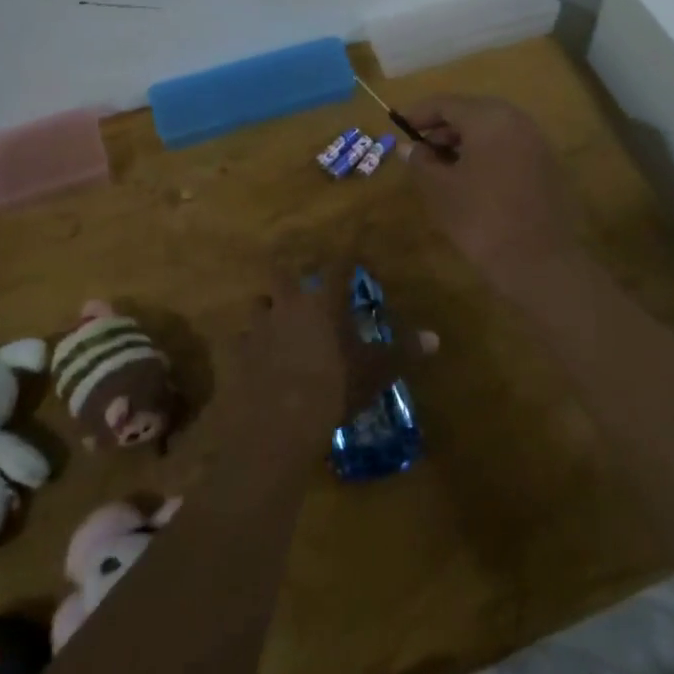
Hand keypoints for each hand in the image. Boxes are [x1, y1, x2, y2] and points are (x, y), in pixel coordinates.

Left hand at [236, 270, 434, 425]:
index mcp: (323, 302)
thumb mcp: (376, 371)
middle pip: (282, 274)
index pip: (337, 267)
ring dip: (266, 309)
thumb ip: (403, 352)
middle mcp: (288, 305)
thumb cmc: (335, 387)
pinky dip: (249, 346)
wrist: (279, 421)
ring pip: (257, 304)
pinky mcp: (238, 354)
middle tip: (299, 288)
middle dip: (289, 277)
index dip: (345, 258)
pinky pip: (241, 341)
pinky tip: (255, 358)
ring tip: (275, 321)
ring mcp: (259, 328)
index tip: (351, 253)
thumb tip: (434, 338)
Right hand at [400, 95, 580, 280]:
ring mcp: (536, 141)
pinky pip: (508, 145)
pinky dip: (485, 152)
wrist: (539, 262)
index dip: (418, 113)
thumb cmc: (482, 219)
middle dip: (442, 127)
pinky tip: (469, 177)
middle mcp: (516, 120)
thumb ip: (421, 161)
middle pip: (471, 112)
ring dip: (463, 141)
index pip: (446, 103)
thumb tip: (407, 147)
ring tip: (440, 165)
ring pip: (491, 129)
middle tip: (418, 147)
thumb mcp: (441, 189)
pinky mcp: (546, 164)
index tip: (397, 125)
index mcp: (489, 118)